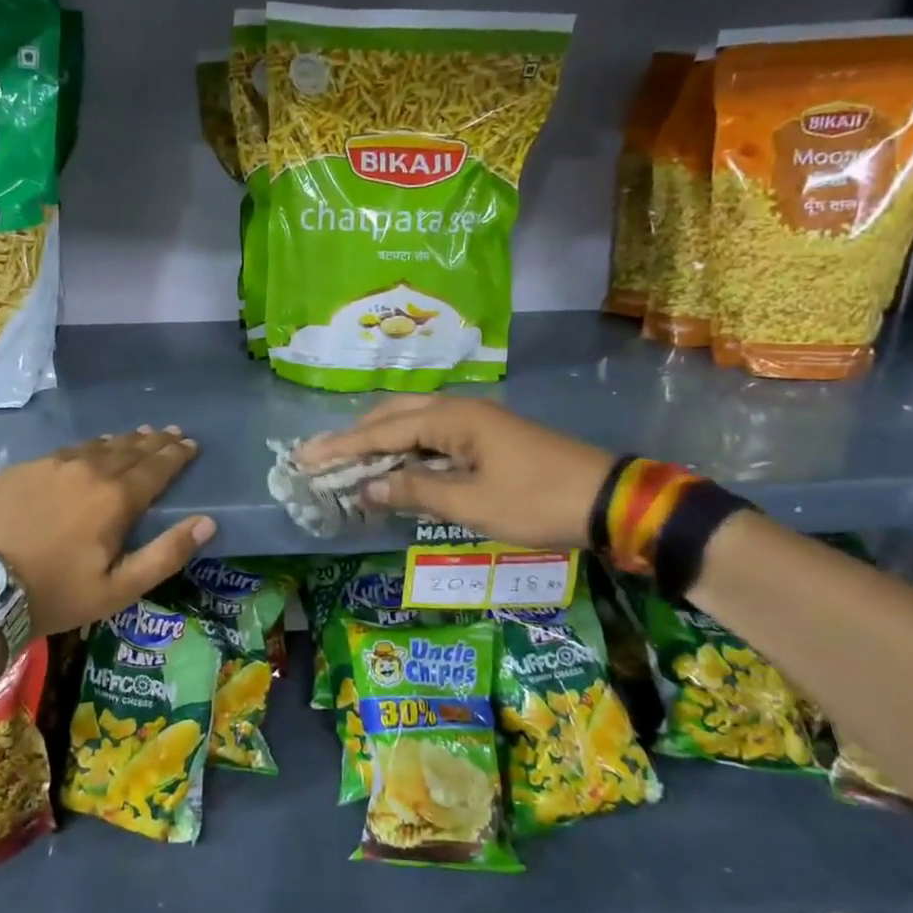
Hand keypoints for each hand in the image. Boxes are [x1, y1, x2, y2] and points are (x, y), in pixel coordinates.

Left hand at [0, 427, 214, 638]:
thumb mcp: (119, 589)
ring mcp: (48, 466)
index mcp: (115, 498)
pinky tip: (85, 452)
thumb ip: (166, 554)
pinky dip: (84, 450)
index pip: (156, 467)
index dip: (176, 454)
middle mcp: (86, 470)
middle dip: (154, 441)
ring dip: (121, 441)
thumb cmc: (56, 595)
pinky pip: (62, 453)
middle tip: (170, 432)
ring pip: (95, 446)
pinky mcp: (19, 470)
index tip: (190, 443)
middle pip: (128, 449)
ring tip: (136, 436)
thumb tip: (207, 523)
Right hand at [297, 396, 613, 549]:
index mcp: (452, 418)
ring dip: (378, 441)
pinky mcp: (486, 437)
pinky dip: (404, 450)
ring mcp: (474, 421)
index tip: (305, 457)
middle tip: (318, 457)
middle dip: (353, 437)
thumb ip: (415, 491)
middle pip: (392, 417)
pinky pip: (431, 437)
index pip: (381, 432)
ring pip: (411, 424)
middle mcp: (458, 410)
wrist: (606, 500)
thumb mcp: (471, 503)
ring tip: (345, 459)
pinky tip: (392, 466)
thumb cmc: (536, 501)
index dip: (341, 447)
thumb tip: (368, 489)